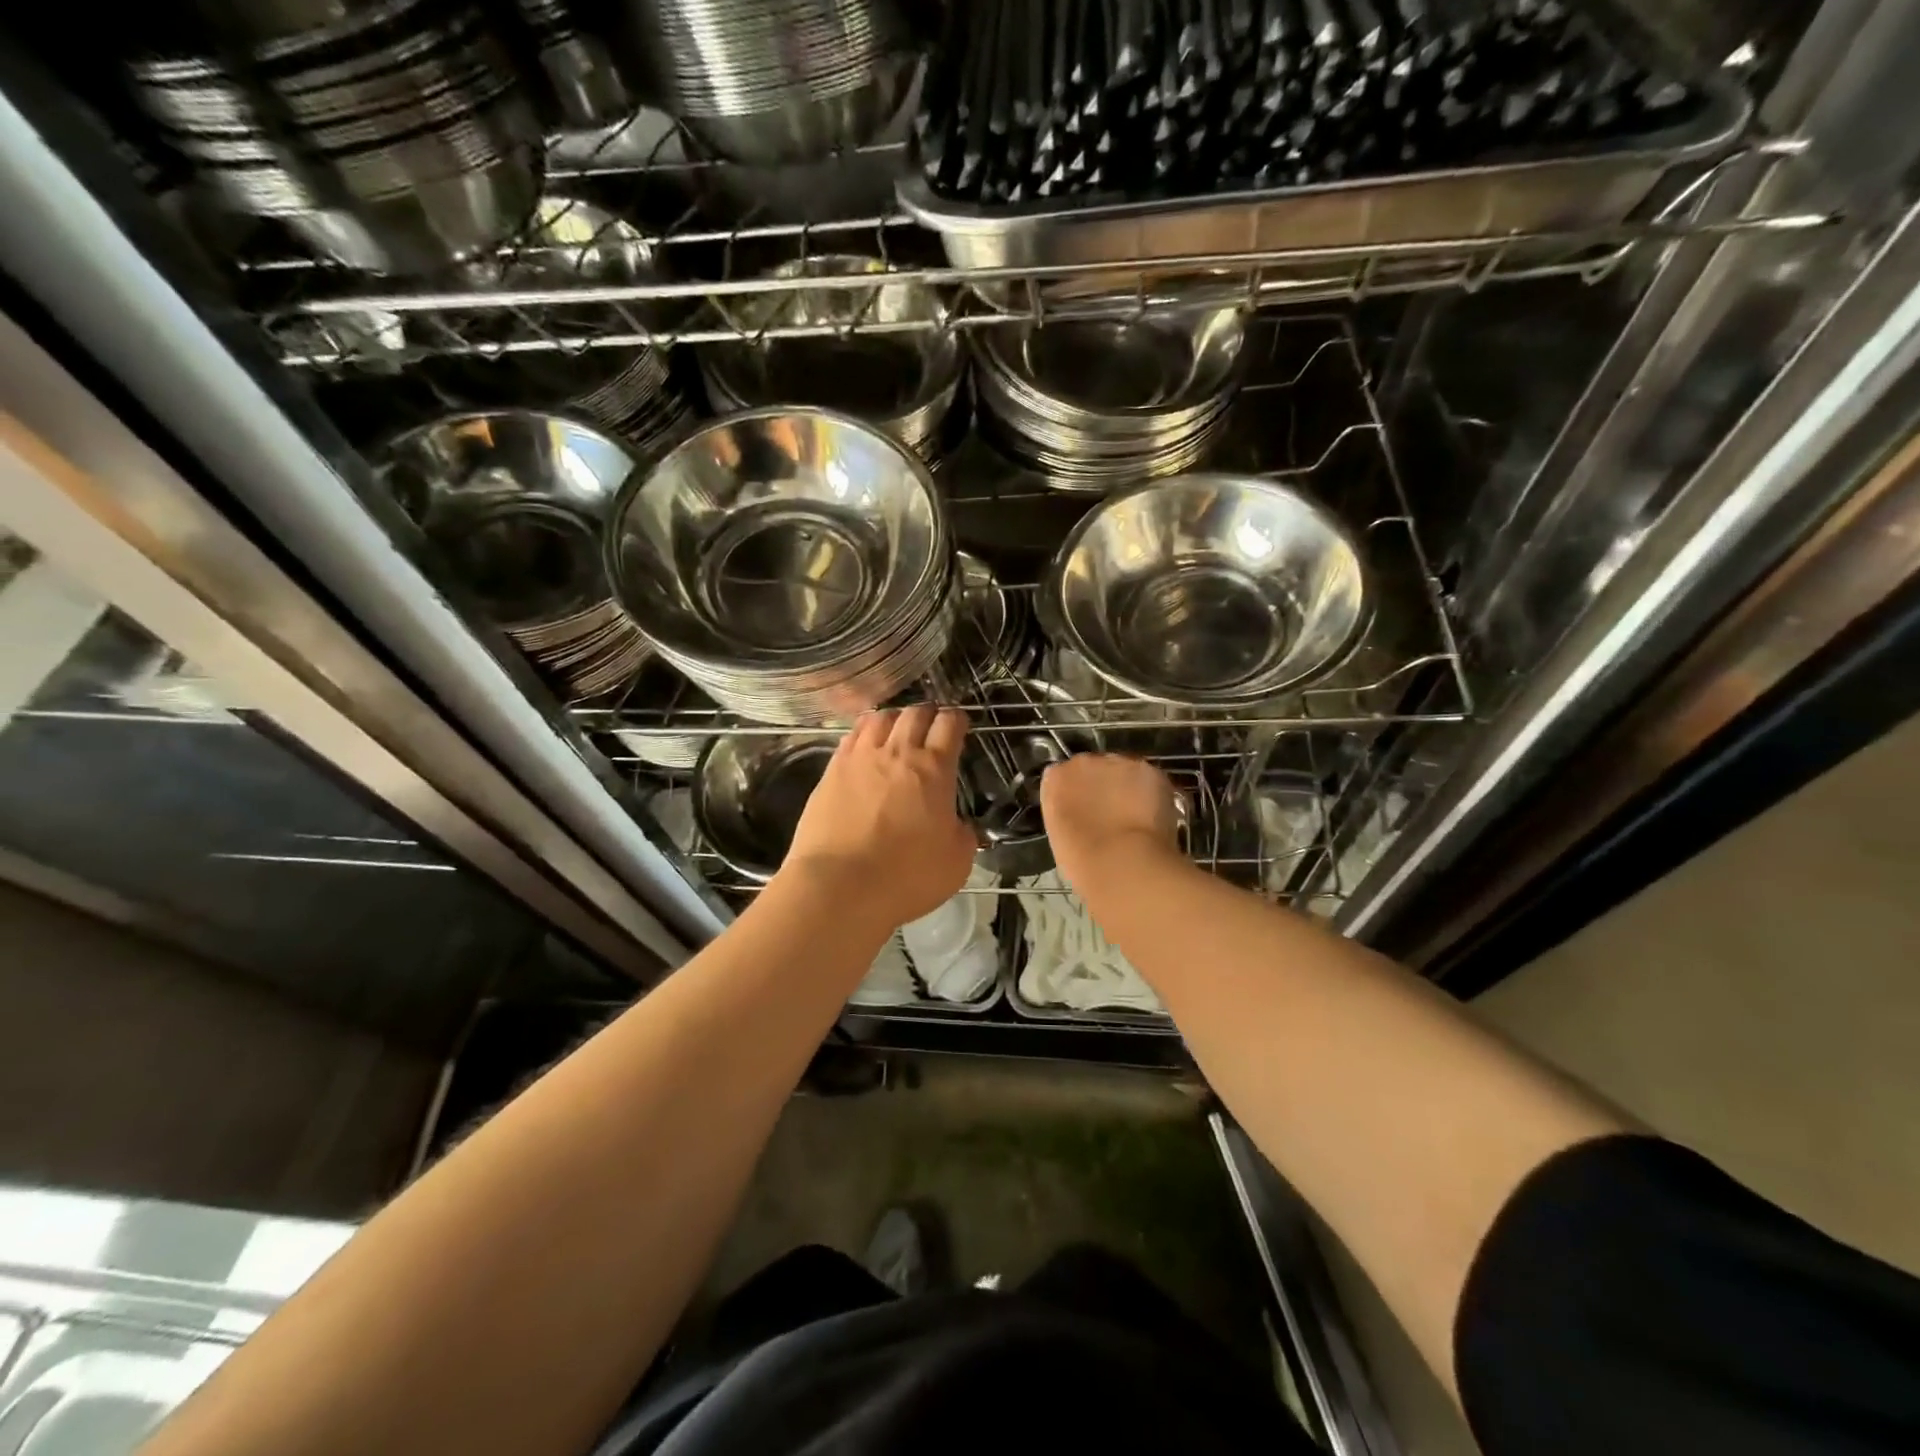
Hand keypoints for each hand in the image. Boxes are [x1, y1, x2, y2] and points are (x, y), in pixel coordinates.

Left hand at [782, 706, 975, 928]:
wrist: (840, 886)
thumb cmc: (906, 876)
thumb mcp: (956, 863)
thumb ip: (963, 835)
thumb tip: (960, 826)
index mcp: (934, 769)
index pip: (949, 725)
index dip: (957, 720)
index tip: (959, 725)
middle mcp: (897, 753)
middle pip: (914, 713)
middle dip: (927, 714)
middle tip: (931, 725)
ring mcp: (860, 758)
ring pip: (880, 718)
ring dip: (894, 718)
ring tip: (897, 729)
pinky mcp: (831, 770)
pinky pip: (852, 736)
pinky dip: (864, 732)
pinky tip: (865, 743)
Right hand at [1040, 754, 1183, 894]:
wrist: (1123, 863)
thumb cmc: (1083, 862)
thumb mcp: (1060, 835)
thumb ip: (1066, 812)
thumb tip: (1080, 812)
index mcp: (1055, 779)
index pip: (1062, 776)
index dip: (1076, 794)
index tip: (1083, 812)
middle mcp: (1083, 762)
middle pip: (1093, 767)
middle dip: (1102, 785)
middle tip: (1110, 814)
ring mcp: (1118, 763)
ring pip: (1123, 770)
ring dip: (1127, 786)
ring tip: (1135, 817)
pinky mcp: (1149, 771)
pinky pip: (1149, 779)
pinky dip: (1152, 794)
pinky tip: (1152, 818)